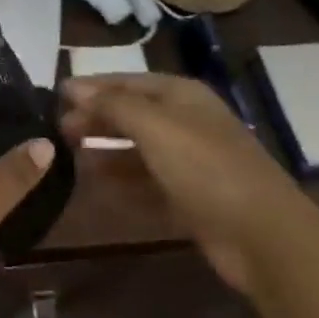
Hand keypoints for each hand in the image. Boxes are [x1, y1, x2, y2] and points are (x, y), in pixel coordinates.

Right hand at [60, 74, 295, 291]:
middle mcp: (186, 123)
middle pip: (132, 115)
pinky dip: (123, 185)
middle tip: (58, 132)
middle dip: (96, 119)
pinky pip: (147, 185)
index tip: (55, 97)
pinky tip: (97, 190)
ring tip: (70, 160)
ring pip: (137, 151)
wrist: (263, 236)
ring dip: (106, 153)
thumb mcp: (155, 126)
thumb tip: (73, 86)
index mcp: (182, 95)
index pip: (127, 81)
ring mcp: (190, 163)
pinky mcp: (191, 200)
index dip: (92, 87)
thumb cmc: (205, 168)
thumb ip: (112, 105)